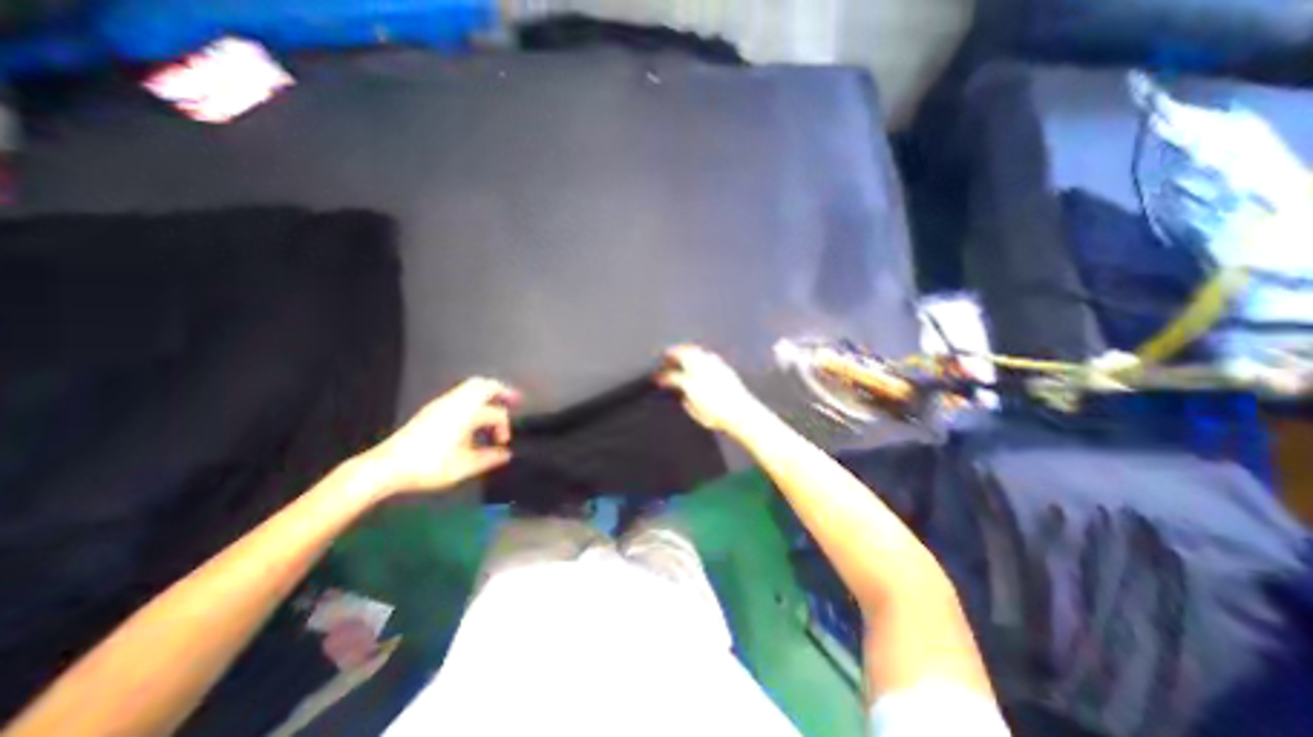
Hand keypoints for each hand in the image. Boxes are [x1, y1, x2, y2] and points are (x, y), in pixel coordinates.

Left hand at [365, 380, 519, 493]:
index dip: (505, 427)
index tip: (502, 443)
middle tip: (513, 399)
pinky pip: (459, 395)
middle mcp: (455, 402)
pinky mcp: (431, 411)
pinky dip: (472, 400)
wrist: (386, 467)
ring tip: (492, 409)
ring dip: (486, 395)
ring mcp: (441, 404)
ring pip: (470, 388)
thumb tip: (506, 454)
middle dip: (501, 391)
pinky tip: (471, 419)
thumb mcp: (465, 466)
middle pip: (484, 384)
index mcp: (467, 413)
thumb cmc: (429, 465)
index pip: (496, 414)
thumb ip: (490, 458)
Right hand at [663, 347, 765, 433]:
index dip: (662, 377)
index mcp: (690, 384)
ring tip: (682, 351)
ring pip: (696, 352)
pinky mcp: (723, 367)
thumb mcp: (696, 413)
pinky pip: (709, 355)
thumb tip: (682, 394)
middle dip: (673, 353)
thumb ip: (687, 401)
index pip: (671, 376)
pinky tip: (701, 357)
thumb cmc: (717, 416)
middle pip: (683, 355)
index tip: (658, 378)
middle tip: (667, 354)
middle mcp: (700, 371)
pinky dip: (701, 354)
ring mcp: (713, 366)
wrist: (741, 412)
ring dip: (686, 350)